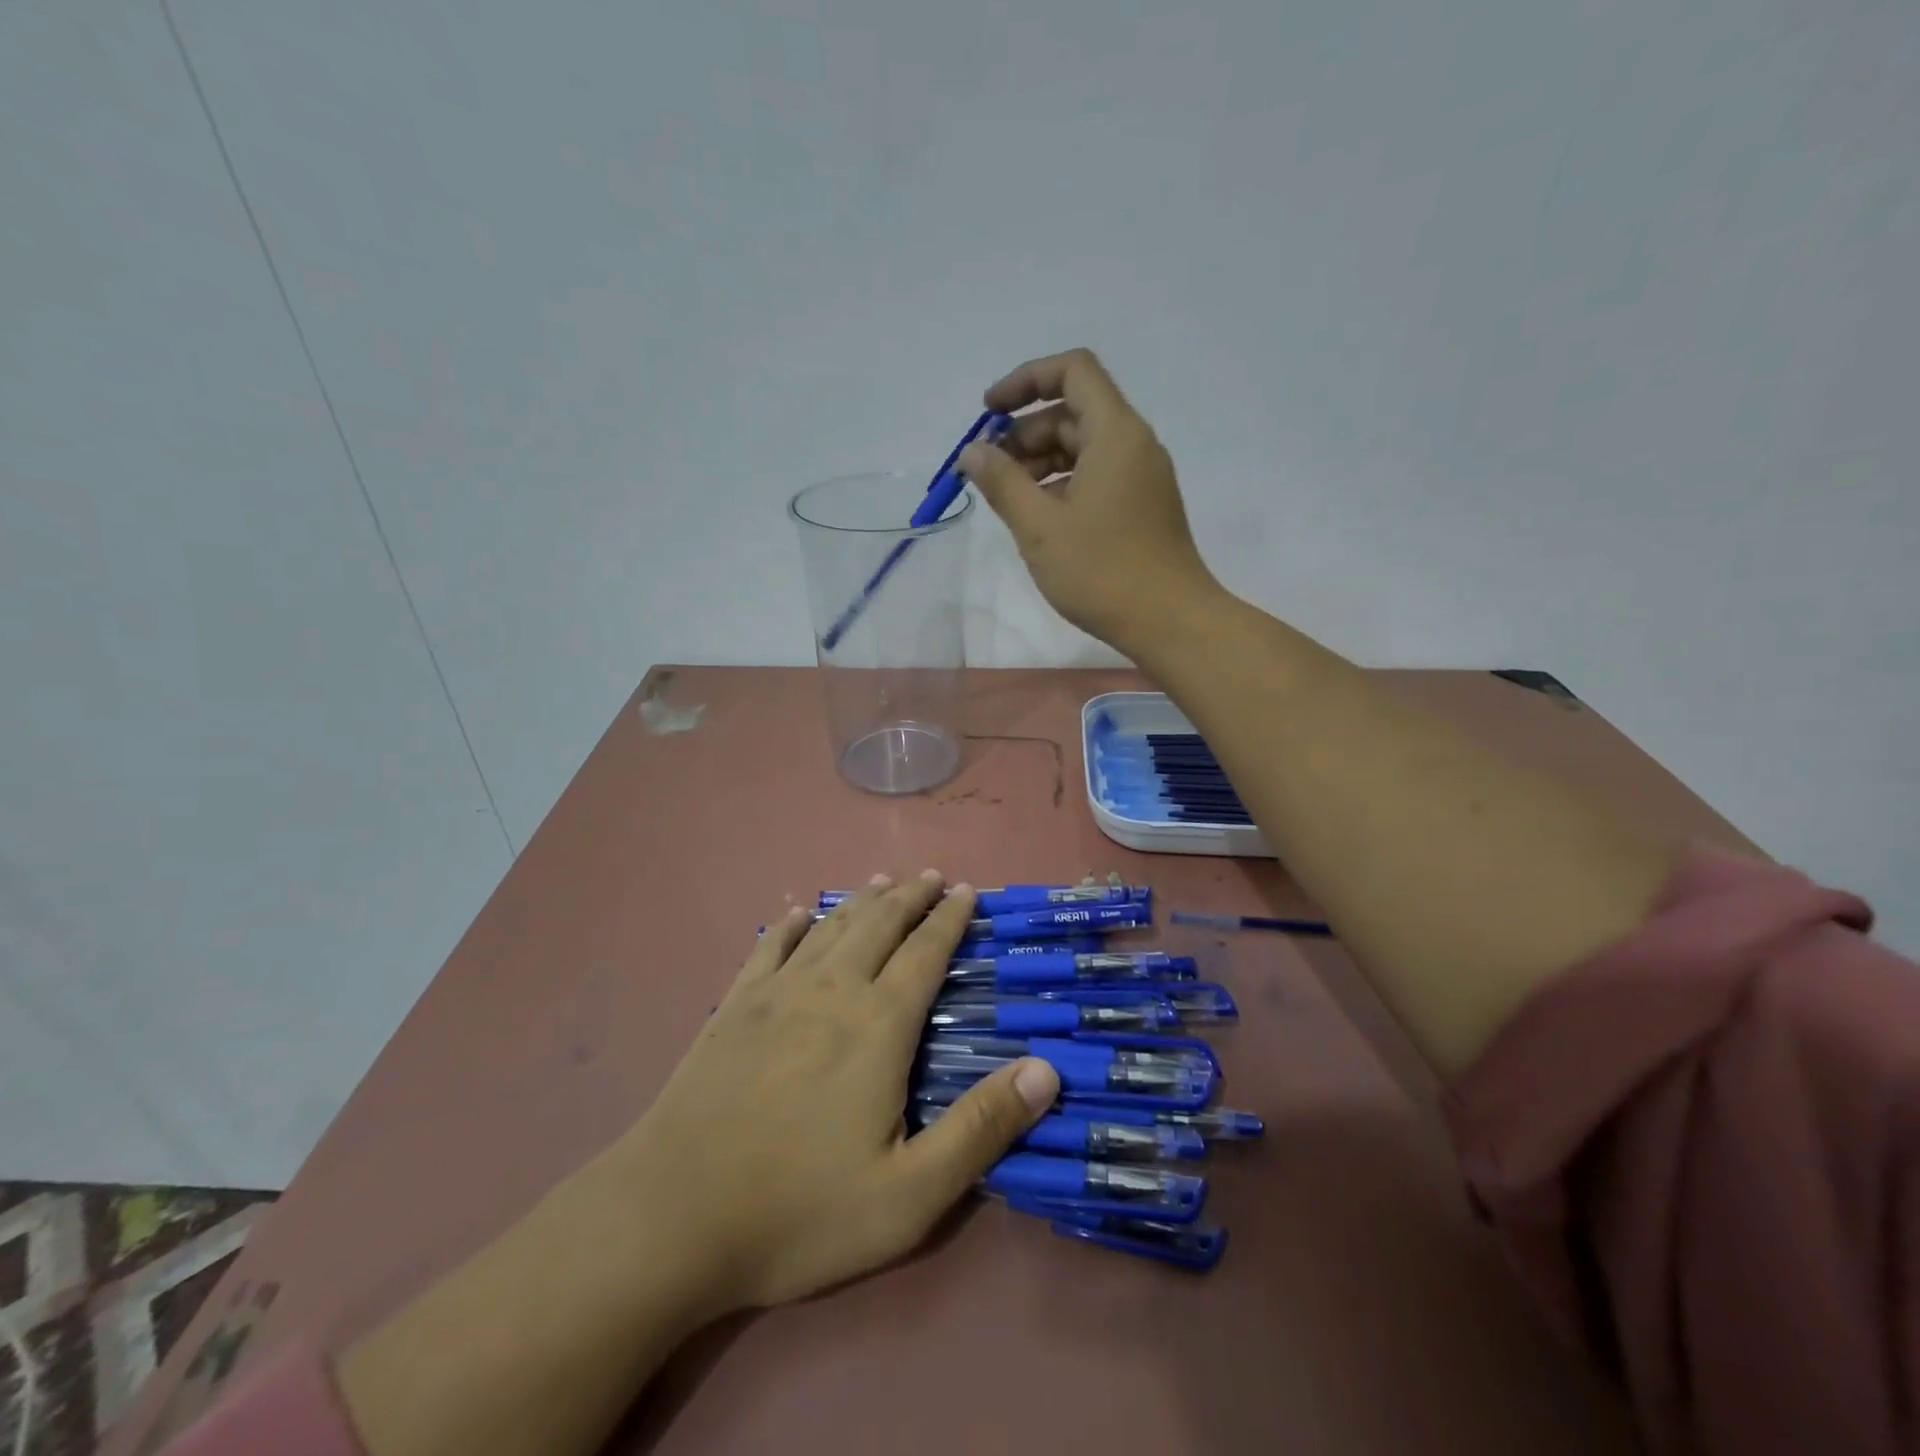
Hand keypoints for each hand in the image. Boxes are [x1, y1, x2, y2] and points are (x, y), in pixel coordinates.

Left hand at [608, 871, 1058, 1313]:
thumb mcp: (910, 1194)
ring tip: (884, 880)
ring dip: (862, 900)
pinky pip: (770, 947)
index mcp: (879, 1025)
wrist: (671, 1218)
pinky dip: (792, 924)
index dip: (950, 918)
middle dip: (911, 896)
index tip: (968, 889)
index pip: (926, 953)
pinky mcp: (733, 1008)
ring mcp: (777, 994)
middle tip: (932, 874)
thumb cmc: (800, 1211)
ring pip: (831, 926)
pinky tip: (799, 913)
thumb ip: (981, 1128)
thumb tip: (1047, 1069)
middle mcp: (832, 990)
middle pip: (880, 925)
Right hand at [960, 348, 1219, 650]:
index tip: (988, 413)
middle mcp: (1134, 444)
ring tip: (1008, 499)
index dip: (1025, 380)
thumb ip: (1002, 483)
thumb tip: (972, 453)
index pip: (1072, 371)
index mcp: (1115, 433)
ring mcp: (1142, 476)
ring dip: (1041, 462)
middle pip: (1074, 411)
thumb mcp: (1040, 528)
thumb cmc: (1102, 572)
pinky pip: (1097, 476)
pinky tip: (1039, 518)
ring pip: (1084, 447)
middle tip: (989, 471)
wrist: (1170, 622)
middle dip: (1025, 432)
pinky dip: (1063, 484)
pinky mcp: (1142, 505)